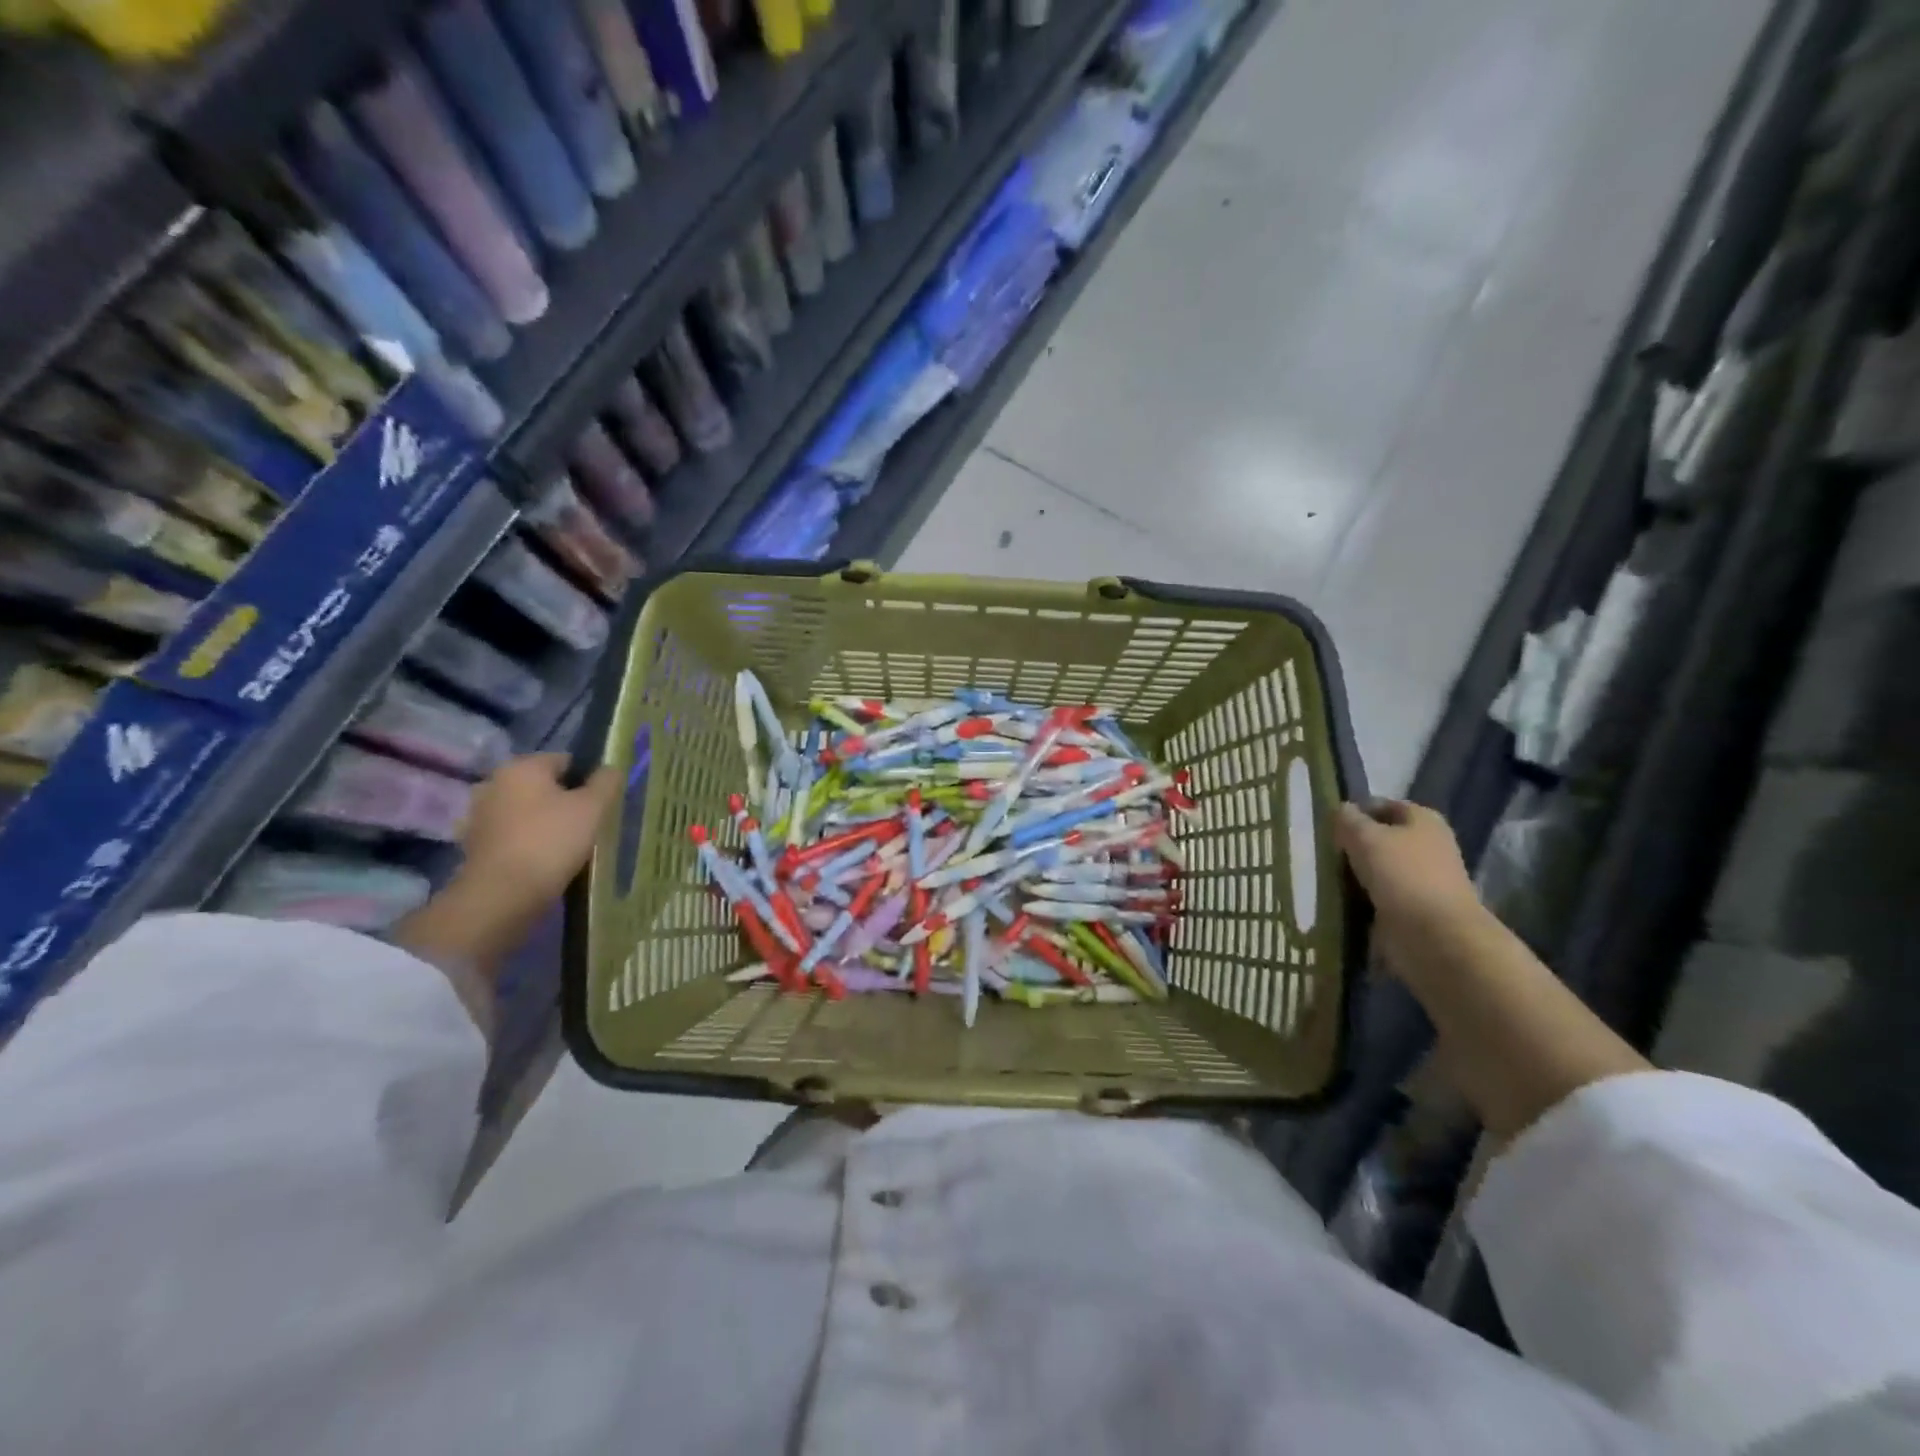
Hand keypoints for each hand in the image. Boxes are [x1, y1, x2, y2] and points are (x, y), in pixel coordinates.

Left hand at [394, 755, 620, 983]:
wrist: (502, 896)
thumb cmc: (552, 841)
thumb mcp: (593, 808)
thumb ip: (606, 782)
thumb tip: (611, 769)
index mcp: (522, 766)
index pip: (566, 761)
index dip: (588, 780)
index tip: (601, 805)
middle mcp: (494, 783)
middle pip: (543, 786)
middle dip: (564, 801)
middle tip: (588, 826)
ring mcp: (479, 815)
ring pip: (526, 811)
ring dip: (544, 823)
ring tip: (568, 847)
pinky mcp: (474, 846)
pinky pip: (512, 836)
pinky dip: (527, 843)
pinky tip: (543, 861)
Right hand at [1334, 800, 1484, 969]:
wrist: (1434, 935)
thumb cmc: (1401, 874)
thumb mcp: (1364, 836)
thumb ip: (1348, 819)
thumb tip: (1341, 810)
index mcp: (1423, 820)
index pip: (1383, 805)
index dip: (1356, 812)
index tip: (1329, 827)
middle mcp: (1427, 845)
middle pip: (1380, 838)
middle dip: (1353, 845)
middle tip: (1325, 853)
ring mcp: (1422, 879)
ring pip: (1377, 868)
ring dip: (1355, 873)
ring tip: (1327, 878)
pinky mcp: (1413, 907)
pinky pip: (1379, 895)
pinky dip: (1361, 897)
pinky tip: (1341, 900)